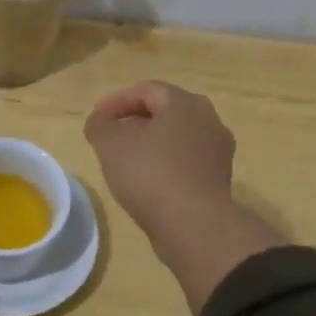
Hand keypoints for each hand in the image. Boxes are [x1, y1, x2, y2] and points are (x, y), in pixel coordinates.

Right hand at [84, 82, 286, 314]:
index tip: (97, 117)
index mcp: (185, 104)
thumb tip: (100, 121)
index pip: (148, 90)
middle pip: (166, 112)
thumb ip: (99, 126)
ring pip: (178, 138)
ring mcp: (218, 152)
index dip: (118, 100)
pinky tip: (147, 182)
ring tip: (126, 161)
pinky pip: (186, 162)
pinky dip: (164, 164)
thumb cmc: (151, 174)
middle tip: (112, 136)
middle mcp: (209, 121)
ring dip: (151, 144)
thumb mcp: (110, 145)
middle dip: (136, 121)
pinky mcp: (218, 180)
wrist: (194, 225)